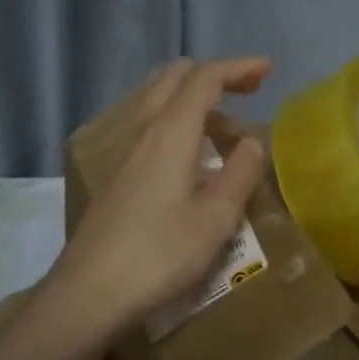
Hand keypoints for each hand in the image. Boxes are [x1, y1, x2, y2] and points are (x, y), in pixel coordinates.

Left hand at [45, 57, 271, 342]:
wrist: (90, 292)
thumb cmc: (160, 255)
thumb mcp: (216, 219)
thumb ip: (240, 174)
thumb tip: (253, 143)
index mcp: (170, 131)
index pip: (206, 78)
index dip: (239, 67)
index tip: (268, 70)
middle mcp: (142, 128)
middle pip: (176, 77)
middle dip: (215, 76)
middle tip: (248, 94)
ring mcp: (121, 148)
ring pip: (157, 98)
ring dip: (194, 100)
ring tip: (224, 134)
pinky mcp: (112, 170)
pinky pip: (146, 123)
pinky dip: (174, 120)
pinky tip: (189, 156)